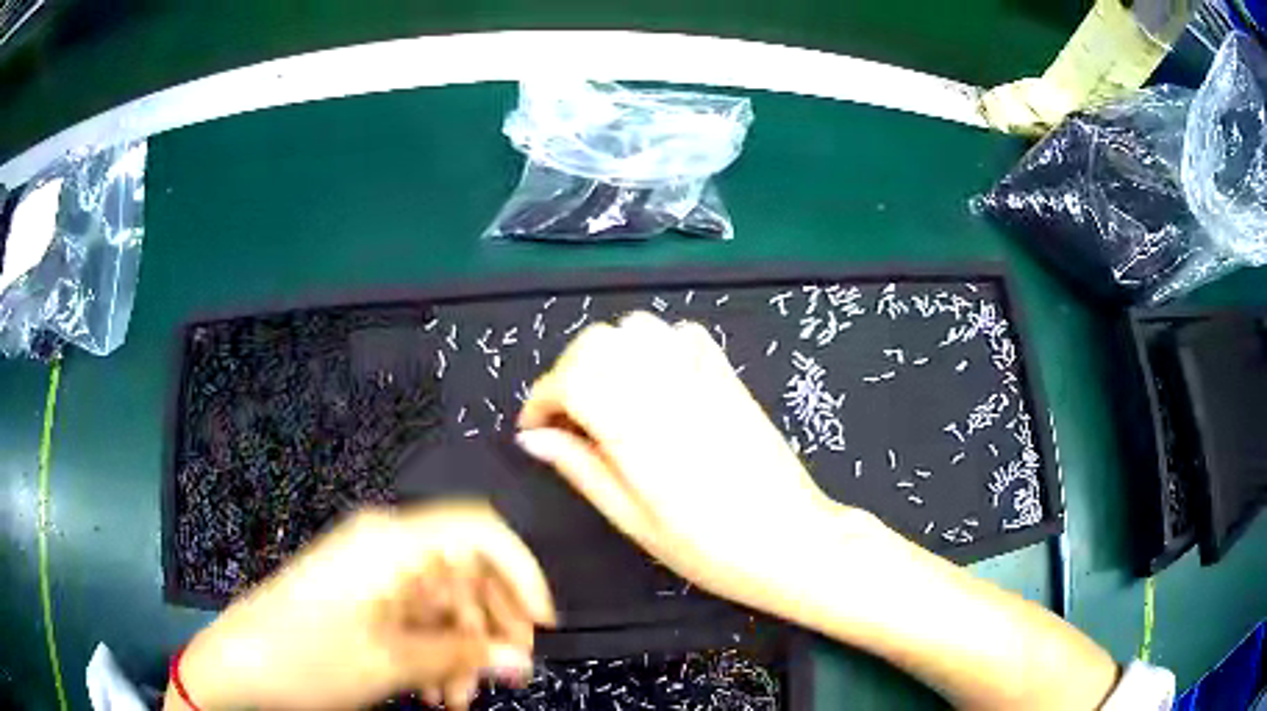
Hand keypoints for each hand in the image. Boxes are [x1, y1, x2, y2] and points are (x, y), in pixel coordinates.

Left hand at [169, 502, 555, 710]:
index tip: (542, 624)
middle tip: (504, 676)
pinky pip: (416, 617)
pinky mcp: (361, 596)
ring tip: (459, 698)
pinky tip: (435, 689)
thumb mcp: (390, 663)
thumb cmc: (309, 657)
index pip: (479, 532)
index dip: (521, 573)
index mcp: (392, 544)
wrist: (241, 665)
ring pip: (443, 603)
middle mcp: (385, 546)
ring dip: (462, 651)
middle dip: (490, 628)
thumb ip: (461, 657)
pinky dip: (434, 653)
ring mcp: (371, 572)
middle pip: (465, 573)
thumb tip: (519, 660)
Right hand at [516, 312, 878, 621]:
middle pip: (597, 342)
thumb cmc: (710, 548)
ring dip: (609, 354)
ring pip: (637, 327)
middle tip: (568, 419)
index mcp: (636, 428)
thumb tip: (533, 440)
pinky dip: (655, 345)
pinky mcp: (729, 376)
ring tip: (608, 399)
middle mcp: (666, 387)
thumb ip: (581, 469)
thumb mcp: (634, 521)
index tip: (536, 429)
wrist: (792, 541)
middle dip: (568, 372)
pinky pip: (681, 333)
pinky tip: (654, 381)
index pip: (569, 379)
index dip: (540, 399)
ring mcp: (703, 375)